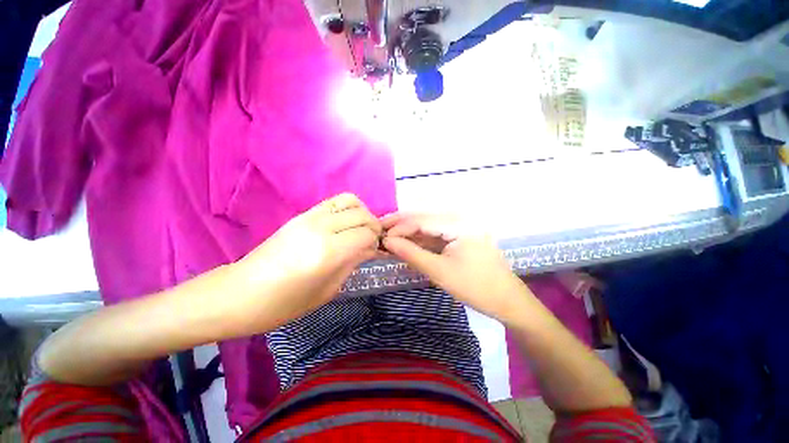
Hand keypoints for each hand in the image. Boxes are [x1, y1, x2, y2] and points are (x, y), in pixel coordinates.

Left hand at [232, 193, 381, 331]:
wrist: (240, 293)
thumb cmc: (284, 304)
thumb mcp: (327, 290)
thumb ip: (352, 264)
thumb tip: (369, 249)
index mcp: (328, 252)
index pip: (367, 234)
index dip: (376, 242)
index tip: (374, 252)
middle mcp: (322, 228)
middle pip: (362, 215)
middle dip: (373, 227)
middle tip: (371, 241)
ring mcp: (310, 217)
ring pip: (350, 201)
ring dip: (362, 213)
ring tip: (360, 229)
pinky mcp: (303, 214)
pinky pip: (334, 202)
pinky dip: (348, 209)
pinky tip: (345, 224)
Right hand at [381, 213, 532, 323]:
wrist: (507, 301)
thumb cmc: (475, 287)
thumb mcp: (439, 271)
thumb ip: (411, 253)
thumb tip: (387, 242)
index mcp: (459, 224)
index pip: (421, 220)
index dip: (399, 227)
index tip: (381, 237)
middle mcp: (460, 219)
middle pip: (424, 218)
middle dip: (401, 225)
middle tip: (380, 229)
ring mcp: (462, 227)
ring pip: (429, 226)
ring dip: (410, 232)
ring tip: (389, 237)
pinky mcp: (461, 236)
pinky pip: (437, 234)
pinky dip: (421, 239)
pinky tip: (408, 243)